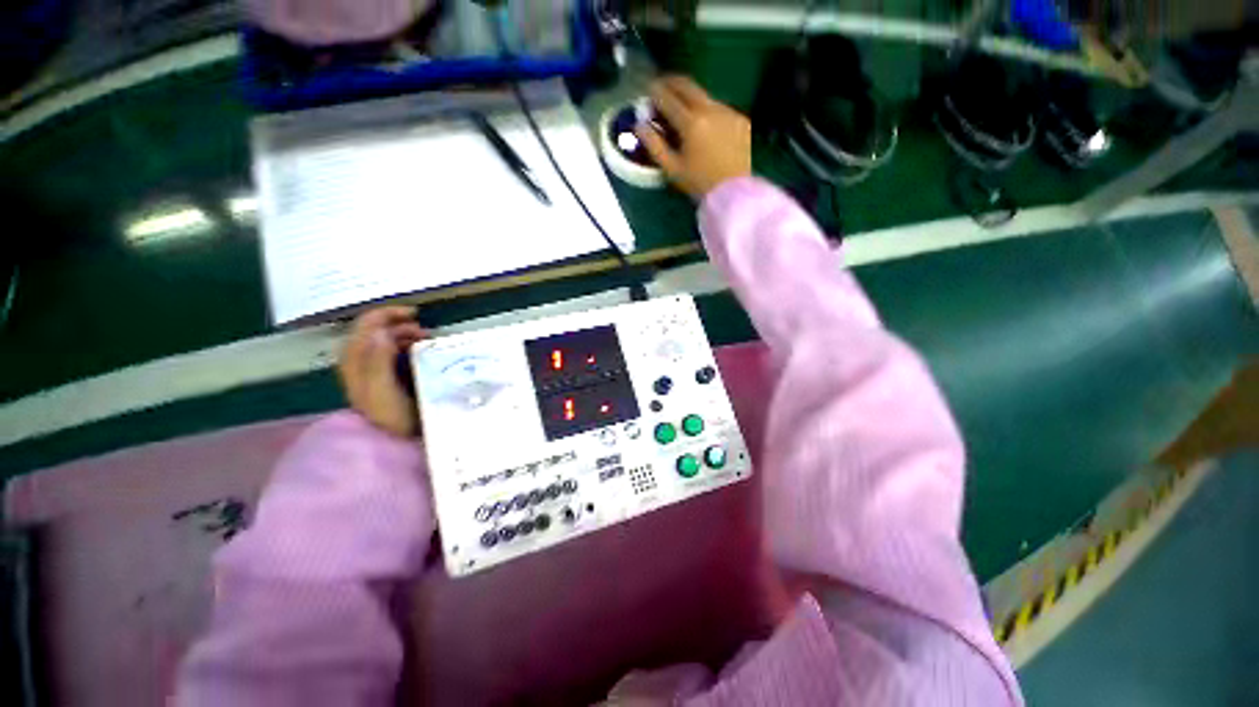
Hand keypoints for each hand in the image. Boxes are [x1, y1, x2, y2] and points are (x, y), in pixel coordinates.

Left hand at [338, 307, 427, 438]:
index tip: (416, 315)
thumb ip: (378, 360)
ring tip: (427, 341)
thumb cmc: (388, 416)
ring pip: (386, 339)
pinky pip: (393, 351)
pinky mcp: (383, 376)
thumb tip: (382, 331)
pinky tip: (421, 352)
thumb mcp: (382, 389)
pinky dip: (407, 346)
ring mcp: (371, 367)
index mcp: (355, 359)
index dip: (389, 313)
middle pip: (377, 329)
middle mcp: (359, 359)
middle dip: (401, 324)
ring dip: (406, 335)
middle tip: (426, 332)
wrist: (390, 441)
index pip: (367, 323)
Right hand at [636, 75, 751, 199]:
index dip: (656, 91)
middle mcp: (711, 109)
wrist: (733, 193)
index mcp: (692, 123)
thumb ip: (654, 145)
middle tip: (662, 85)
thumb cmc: (699, 183)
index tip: (648, 88)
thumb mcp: (672, 169)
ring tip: (683, 109)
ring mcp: (729, 112)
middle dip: (672, 83)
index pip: (669, 97)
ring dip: (691, 98)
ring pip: (705, 96)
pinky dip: (708, 112)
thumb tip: (639, 126)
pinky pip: (720, 109)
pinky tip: (705, 126)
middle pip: (688, 85)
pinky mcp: (741, 120)